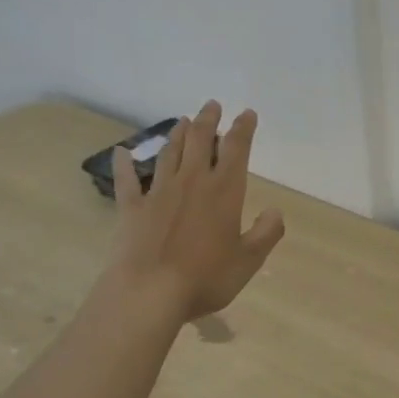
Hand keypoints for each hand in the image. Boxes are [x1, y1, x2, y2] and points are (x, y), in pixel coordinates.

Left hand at [105, 101, 285, 322]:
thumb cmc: (206, 277)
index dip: (242, 129)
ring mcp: (158, 192)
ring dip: (177, 134)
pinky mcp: (132, 209)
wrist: (149, 292)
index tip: (246, 113)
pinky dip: (124, 165)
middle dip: (208, 120)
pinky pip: (127, 181)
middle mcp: (192, 182)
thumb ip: (266, 233)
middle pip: (199, 141)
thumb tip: (276, 211)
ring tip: (183, 120)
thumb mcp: (248, 260)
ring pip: (169, 154)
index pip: (236, 149)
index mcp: (224, 191)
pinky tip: (122, 152)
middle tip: (212, 105)